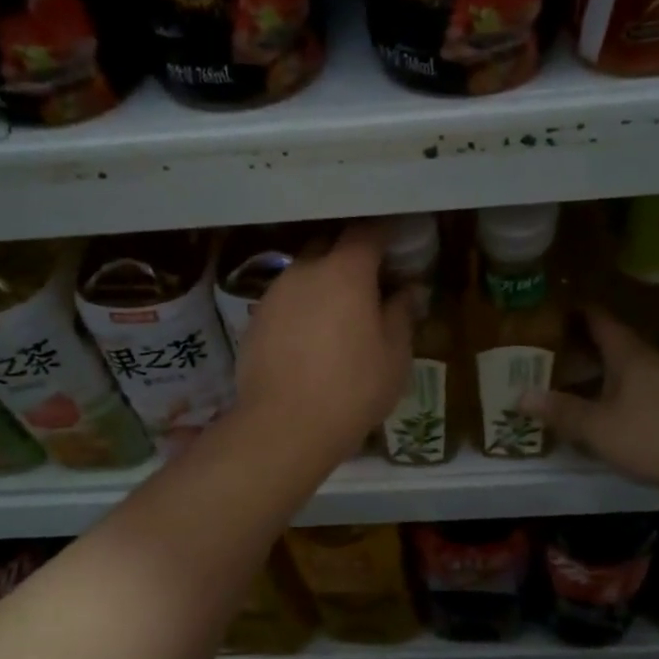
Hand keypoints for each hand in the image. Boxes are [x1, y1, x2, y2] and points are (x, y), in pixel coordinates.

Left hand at [235, 220, 413, 460]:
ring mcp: (275, 294)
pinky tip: (309, 336)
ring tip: (337, 311)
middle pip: (329, 245)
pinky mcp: (255, 319)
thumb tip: (404, 291)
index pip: (367, 232)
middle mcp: (306, 271)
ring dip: (322, 281)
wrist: (284, 426)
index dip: (384, 232)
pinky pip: (285, 300)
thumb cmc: (353, 388)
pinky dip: (301, 306)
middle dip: (349, 253)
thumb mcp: (394, 355)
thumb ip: (400, 314)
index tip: (397, 241)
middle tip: (369, 278)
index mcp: (345, 272)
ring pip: (303, 272)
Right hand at [520, 308, 658, 489]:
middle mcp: (645, 364)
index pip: (598, 319)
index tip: (546, 309)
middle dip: (574, 347)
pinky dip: (605, 399)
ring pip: (617, 374)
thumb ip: (559, 411)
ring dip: (589, 376)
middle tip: (538, 351)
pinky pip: (627, 397)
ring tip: (555, 382)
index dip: (574, 311)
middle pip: (606, 346)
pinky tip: (588, 415)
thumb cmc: (653, 435)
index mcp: (628, 355)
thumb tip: (520, 396)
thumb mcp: (597, 426)